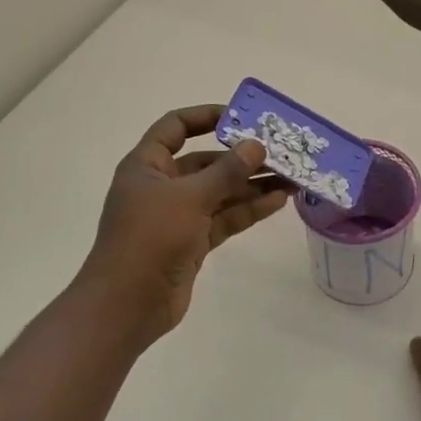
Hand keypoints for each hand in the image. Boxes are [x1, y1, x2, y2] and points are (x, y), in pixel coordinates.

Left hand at [78, 105, 290, 337]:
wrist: (128, 304)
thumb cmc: (150, 238)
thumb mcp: (189, 197)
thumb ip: (226, 171)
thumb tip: (256, 145)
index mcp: (147, 165)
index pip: (175, 127)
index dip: (205, 116)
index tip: (241, 116)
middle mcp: (162, 186)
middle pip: (206, 162)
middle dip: (242, 157)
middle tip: (280, 152)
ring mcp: (178, 216)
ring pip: (221, 192)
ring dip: (253, 184)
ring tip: (291, 176)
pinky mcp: (193, 242)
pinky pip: (225, 218)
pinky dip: (249, 209)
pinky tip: (279, 201)